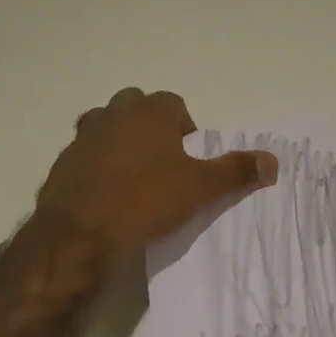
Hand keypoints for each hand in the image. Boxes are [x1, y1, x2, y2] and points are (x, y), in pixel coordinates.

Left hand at [36, 88, 277, 253]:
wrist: (78, 232)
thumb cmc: (144, 201)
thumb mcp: (200, 188)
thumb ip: (236, 172)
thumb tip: (273, 161)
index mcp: (149, 113)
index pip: (173, 104)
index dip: (185, 128)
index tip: (189, 157)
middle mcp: (113, 114)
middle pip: (137, 108)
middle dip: (151, 127)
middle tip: (163, 163)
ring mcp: (83, 137)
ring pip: (108, 127)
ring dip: (122, 143)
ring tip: (135, 177)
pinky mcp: (63, 163)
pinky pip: (87, 155)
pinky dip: (98, 166)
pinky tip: (108, 195)